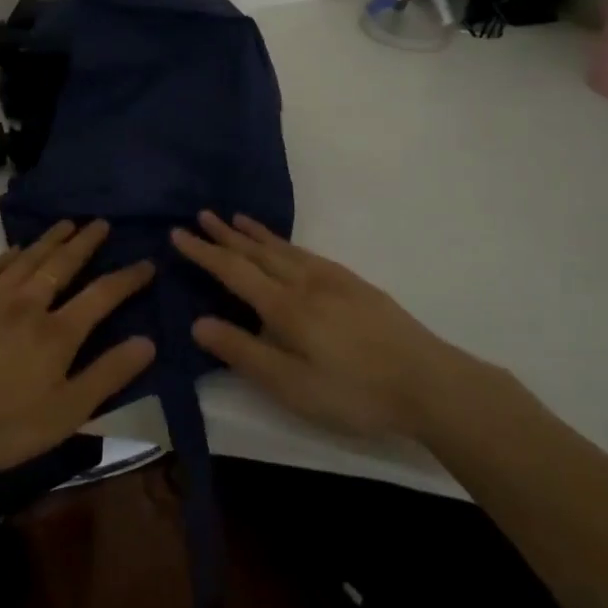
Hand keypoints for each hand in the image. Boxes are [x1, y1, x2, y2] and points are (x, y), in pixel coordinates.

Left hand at [0, 219, 155, 483]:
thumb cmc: (2, 426)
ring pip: (27, 259)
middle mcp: (27, 305)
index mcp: (57, 333)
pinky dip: (7, 256)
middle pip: (62, 265)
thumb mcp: (66, 413)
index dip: (127, 277)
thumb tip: (148, 341)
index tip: (146, 263)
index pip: (102, 294)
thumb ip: (108, 375)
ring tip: (67, 224)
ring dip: (50, 240)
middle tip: (100, 223)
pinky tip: (15, 250)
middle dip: (85, 242)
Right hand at [171, 211, 463, 438]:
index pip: (233, 271)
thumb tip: (197, 323)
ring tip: (236, 219)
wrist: (429, 383)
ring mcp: (334, 280)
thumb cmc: (353, 392)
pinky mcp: (356, 285)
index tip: (178, 234)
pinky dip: (286, 243)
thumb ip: (243, 352)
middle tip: (201, 215)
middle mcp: (305, 282)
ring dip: (255, 234)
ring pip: (284, 249)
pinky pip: (308, 253)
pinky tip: (288, 248)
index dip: (203, 252)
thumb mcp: (290, 385)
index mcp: (285, 306)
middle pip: (257, 252)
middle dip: (225, 235)